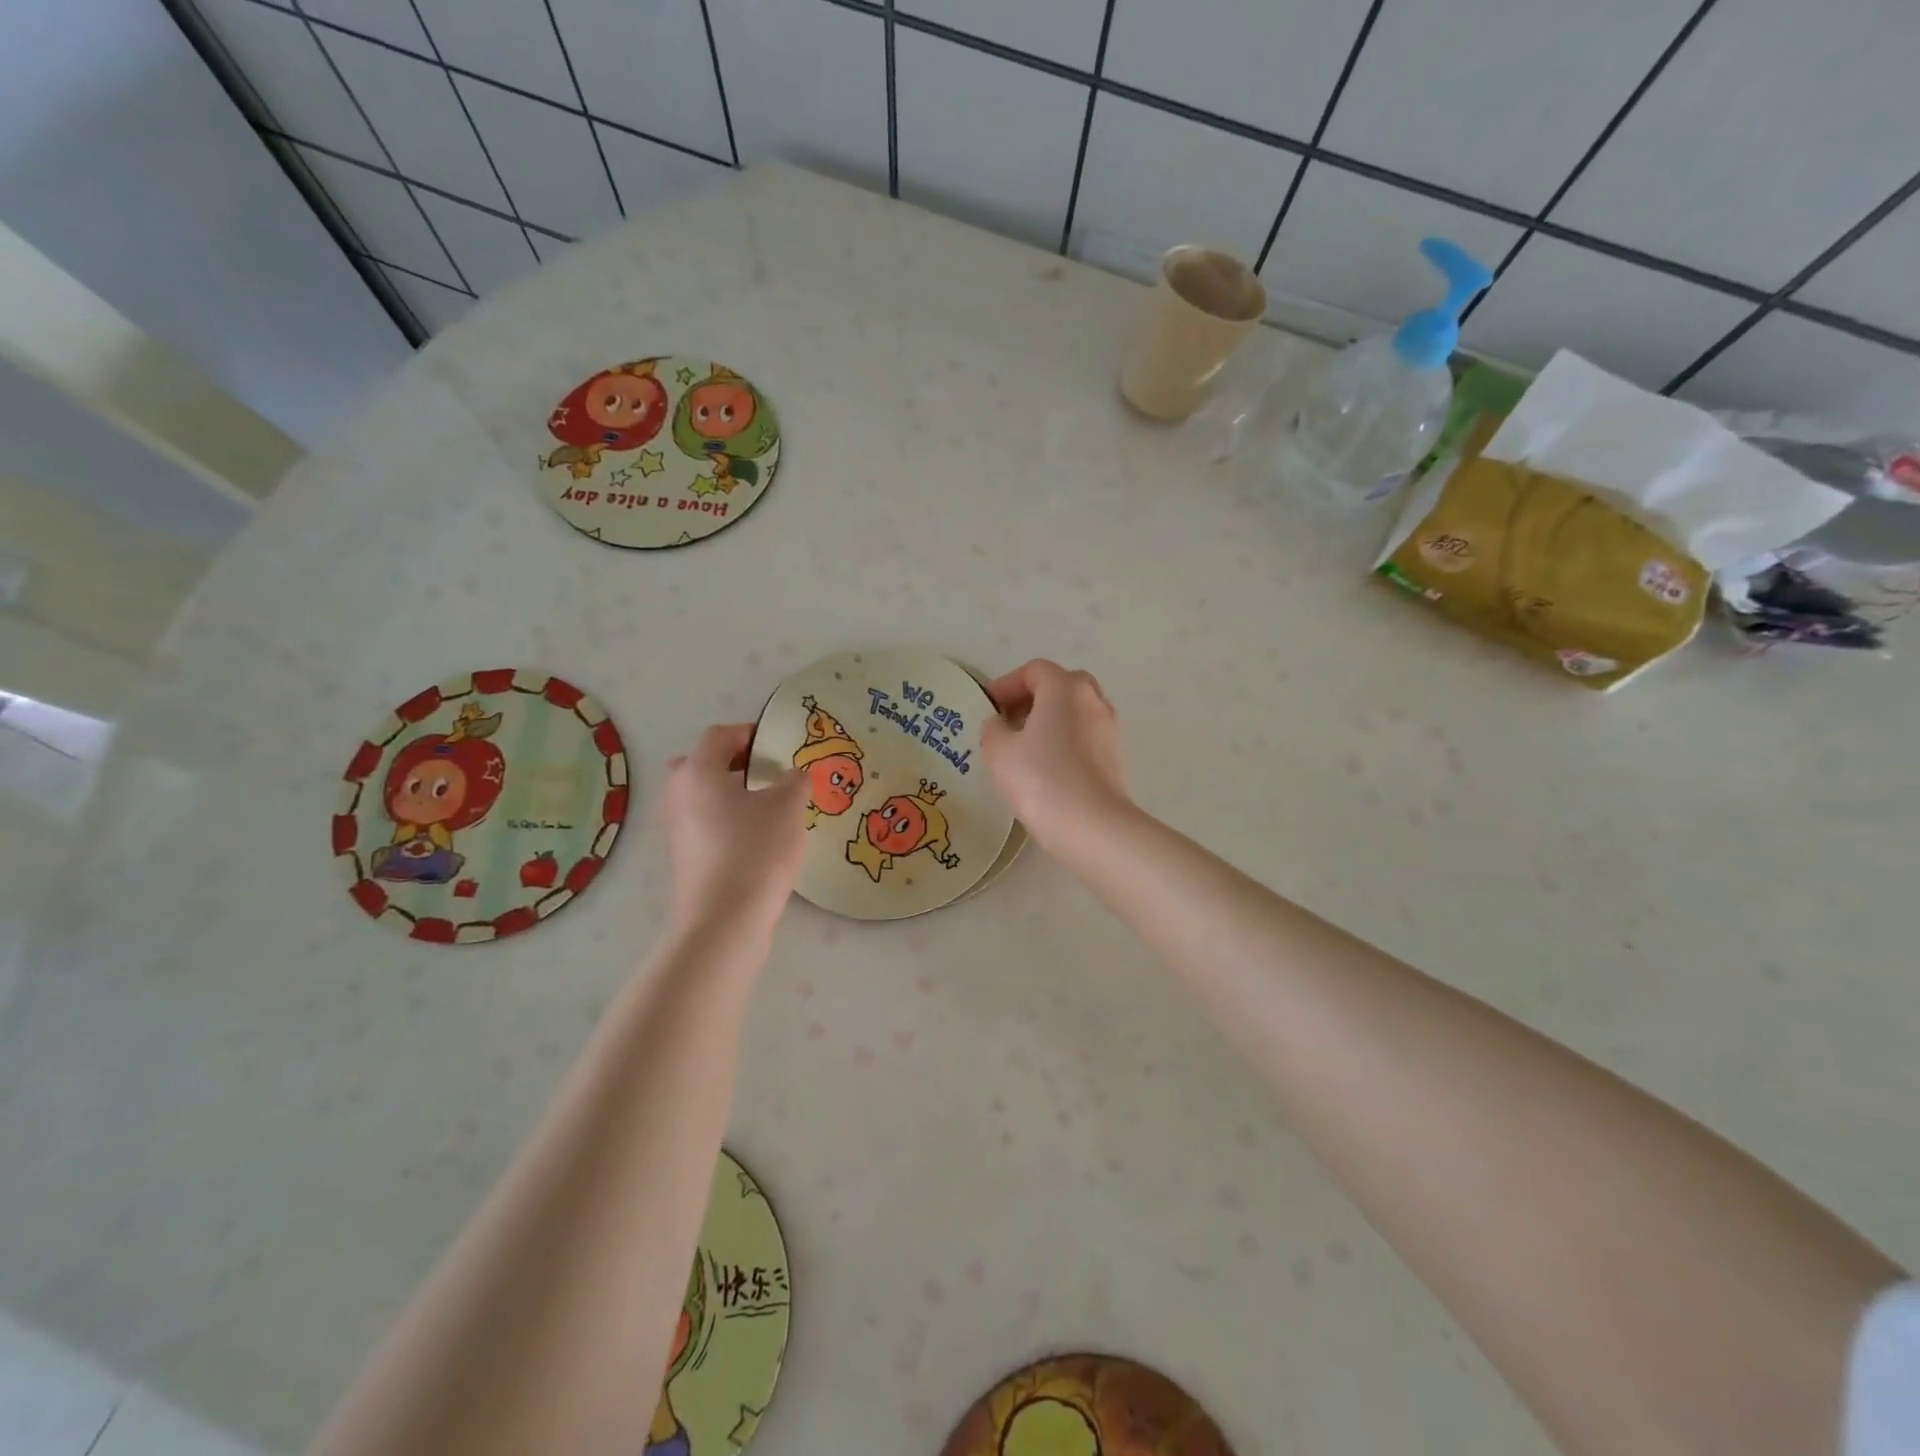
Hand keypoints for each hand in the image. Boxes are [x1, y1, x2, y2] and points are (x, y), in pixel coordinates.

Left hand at [661, 724, 807, 936]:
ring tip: (770, 806)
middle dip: (733, 762)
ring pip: (703, 797)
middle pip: (701, 764)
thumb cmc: (755, 851)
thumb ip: (795, 781)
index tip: (779, 743)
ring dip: (732, 794)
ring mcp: (678, 829)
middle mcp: (678, 795)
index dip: (750, 732)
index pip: (719, 735)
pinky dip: (728, 821)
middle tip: (766, 771)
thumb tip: (793, 776)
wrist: (724, 921)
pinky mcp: (685, 858)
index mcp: (698, 772)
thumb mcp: (789, 807)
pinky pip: (706, 825)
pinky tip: (760, 838)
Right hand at [981, 660, 1130, 854]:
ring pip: (1074, 712)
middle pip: (1059, 686)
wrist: (1091, 826)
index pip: (1034, 671)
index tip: (988, 707)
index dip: (1007, 685)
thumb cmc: (1039, 778)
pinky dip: (1064, 741)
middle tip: (1008, 722)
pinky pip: (1084, 736)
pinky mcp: (1115, 756)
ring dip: (1049, 721)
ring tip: (1024, 748)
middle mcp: (1093, 699)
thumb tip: (1001, 724)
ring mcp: (1109, 728)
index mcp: (1065, 687)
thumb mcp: (998, 751)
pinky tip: (1046, 767)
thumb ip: (993, 728)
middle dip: (1032, 699)